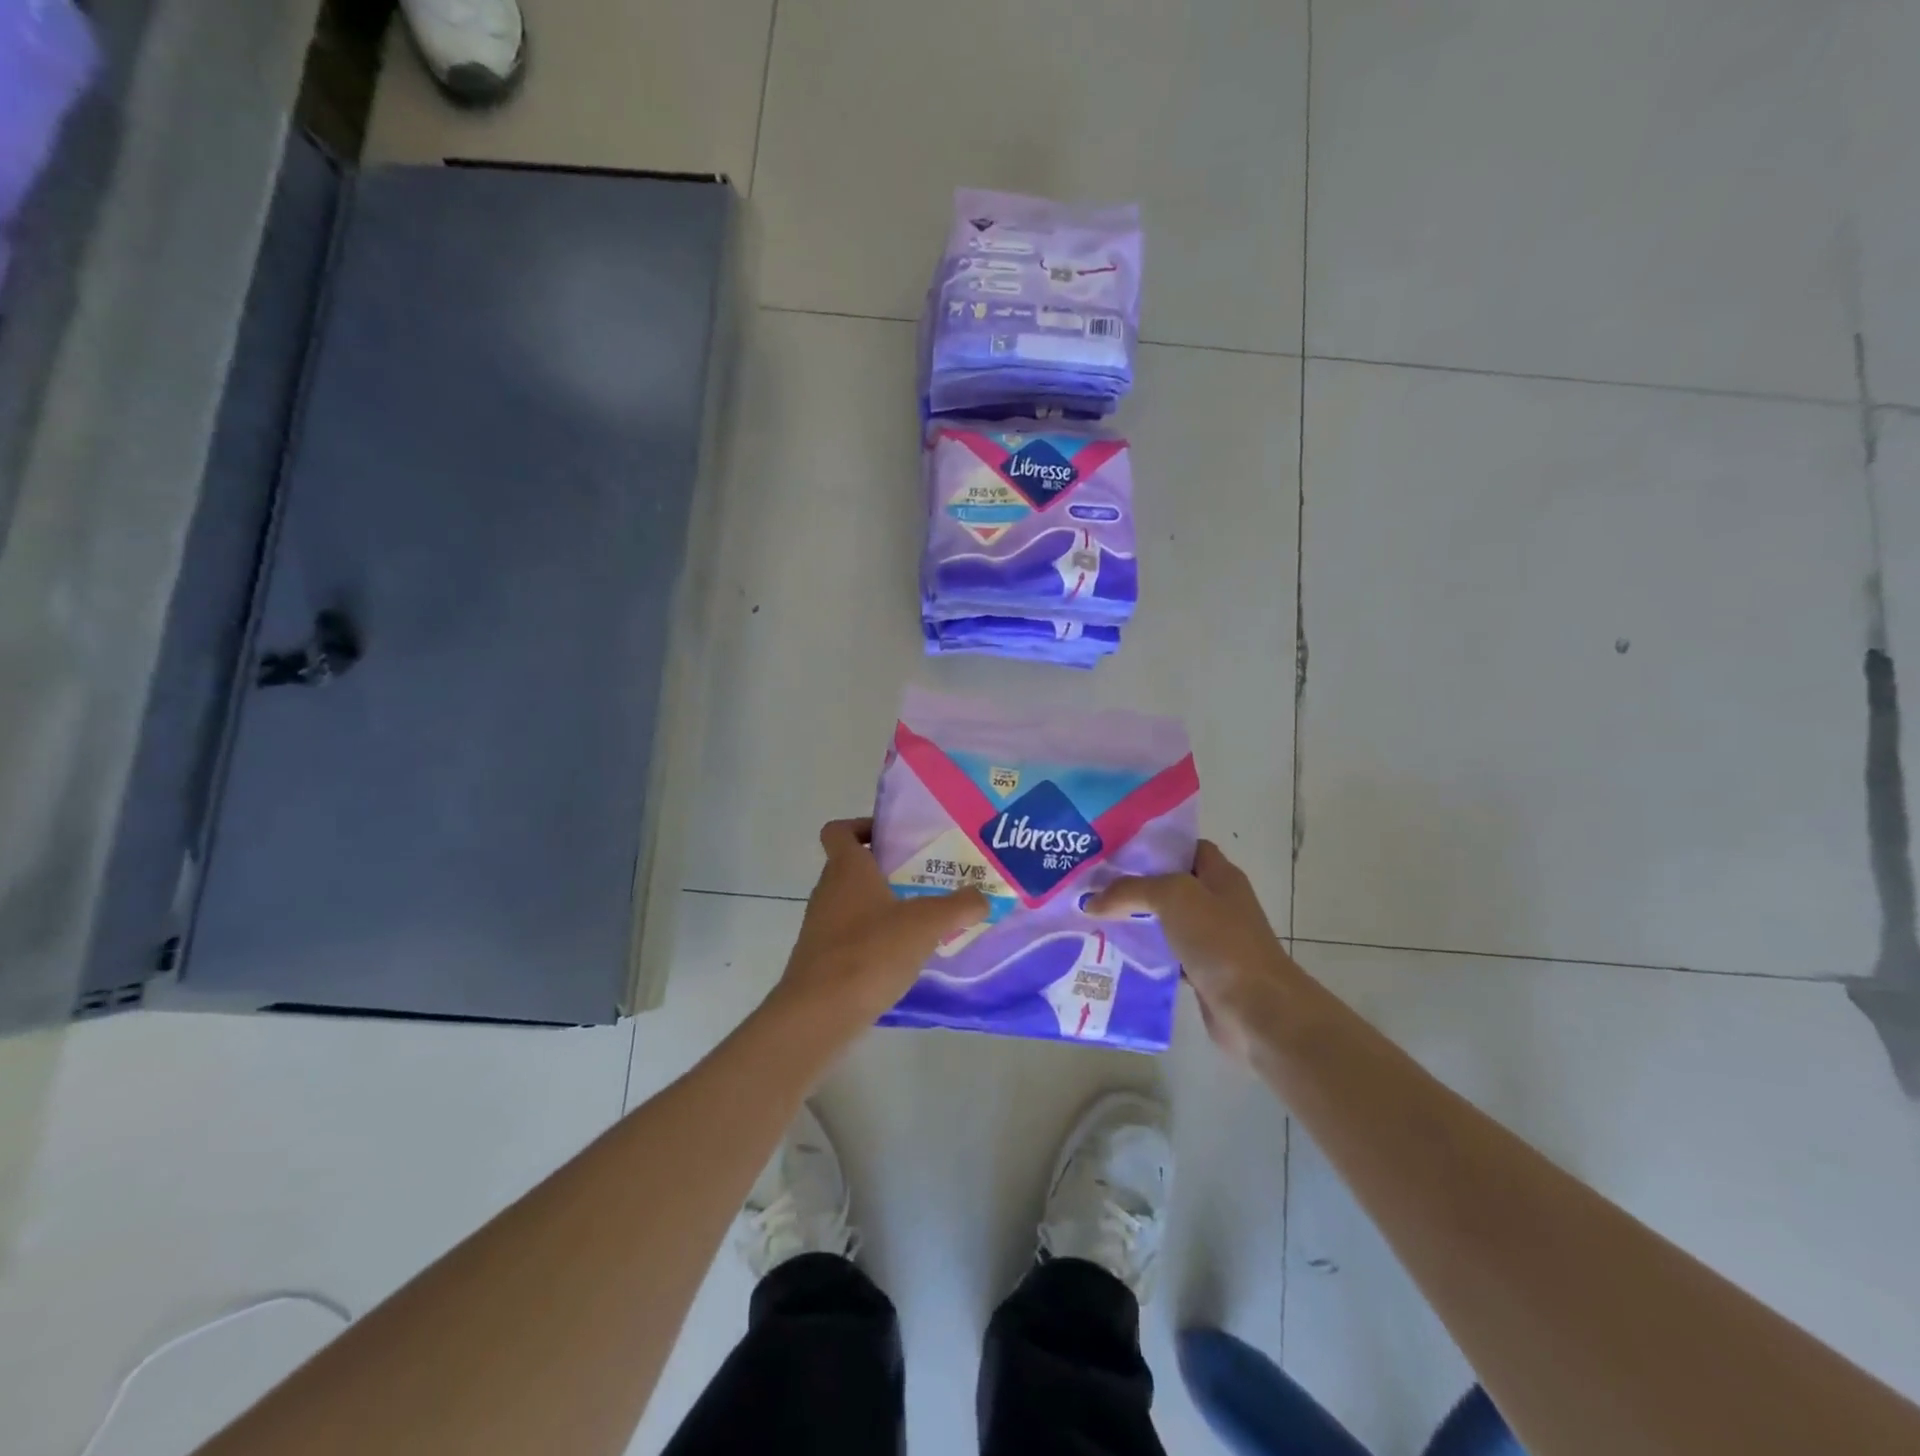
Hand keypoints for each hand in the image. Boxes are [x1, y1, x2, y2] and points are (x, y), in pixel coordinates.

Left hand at [773, 818, 989, 1030]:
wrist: (819, 1014)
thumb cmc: (870, 952)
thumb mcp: (925, 925)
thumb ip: (958, 906)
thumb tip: (982, 897)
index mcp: (847, 869)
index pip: (839, 830)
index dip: (861, 826)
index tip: (894, 838)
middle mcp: (828, 891)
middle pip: (850, 866)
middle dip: (885, 869)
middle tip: (923, 878)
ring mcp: (820, 926)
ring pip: (851, 903)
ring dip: (881, 906)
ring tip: (920, 919)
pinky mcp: (821, 959)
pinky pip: (849, 936)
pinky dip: (873, 939)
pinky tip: (902, 957)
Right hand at [1086, 840, 1300, 1064]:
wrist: (1258, 1011)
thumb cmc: (1222, 942)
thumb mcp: (1174, 897)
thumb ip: (1131, 891)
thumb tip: (1092, 901)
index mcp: (1220, 876)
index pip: (1185, 848)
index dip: (1153, 845)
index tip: (1114, 850)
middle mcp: (1217, 903)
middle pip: (1170, 884)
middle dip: (1134, 884)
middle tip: (1093, 884)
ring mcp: (1211, 939)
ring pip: (1165, 921)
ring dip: (1136, 920)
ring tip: (1093, 916)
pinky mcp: (1202, 972)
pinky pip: (1165, 955)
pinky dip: (1143, 954)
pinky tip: (1114, 953)